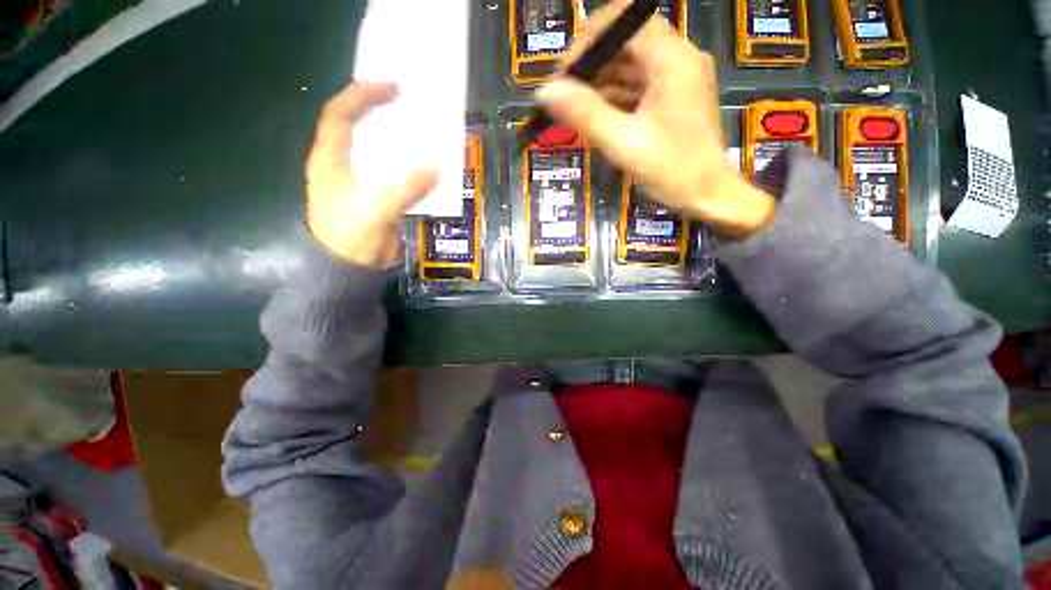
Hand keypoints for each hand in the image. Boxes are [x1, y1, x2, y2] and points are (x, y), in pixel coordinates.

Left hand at [306, 82, 437, 267]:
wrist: (350, 272)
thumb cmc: (351, 242)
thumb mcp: (375, 214)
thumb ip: (403, 190)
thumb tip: (436, 168)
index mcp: (330, 161)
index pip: (339, 114)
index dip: (362, 95)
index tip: (393, 87)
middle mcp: (341, 165)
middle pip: (357, 126)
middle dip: (381, 110)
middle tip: (411, 104)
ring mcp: (359, 181)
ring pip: (376, 149)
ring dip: (397, 137)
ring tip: (421, 129)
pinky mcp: (375, 196)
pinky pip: (392, 171)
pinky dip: (407, 163)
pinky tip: (424, 163)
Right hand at [535, 2, 775, 238]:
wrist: (708, 196)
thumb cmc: (671, 171)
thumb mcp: (623, 144)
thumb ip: (585, 114)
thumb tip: (545, 91)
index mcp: (672, 60)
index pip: (624, 20)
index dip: (588, 40)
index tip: (565, 73)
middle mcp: (679, 58)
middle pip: (627, 41)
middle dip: (592, 65)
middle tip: (565, 96)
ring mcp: (679, 77)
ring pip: (631, 64)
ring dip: (601, 83)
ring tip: (575, 110)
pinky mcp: (675, 95)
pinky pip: (639, 84)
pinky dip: (616, 97)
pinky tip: (597, 118)